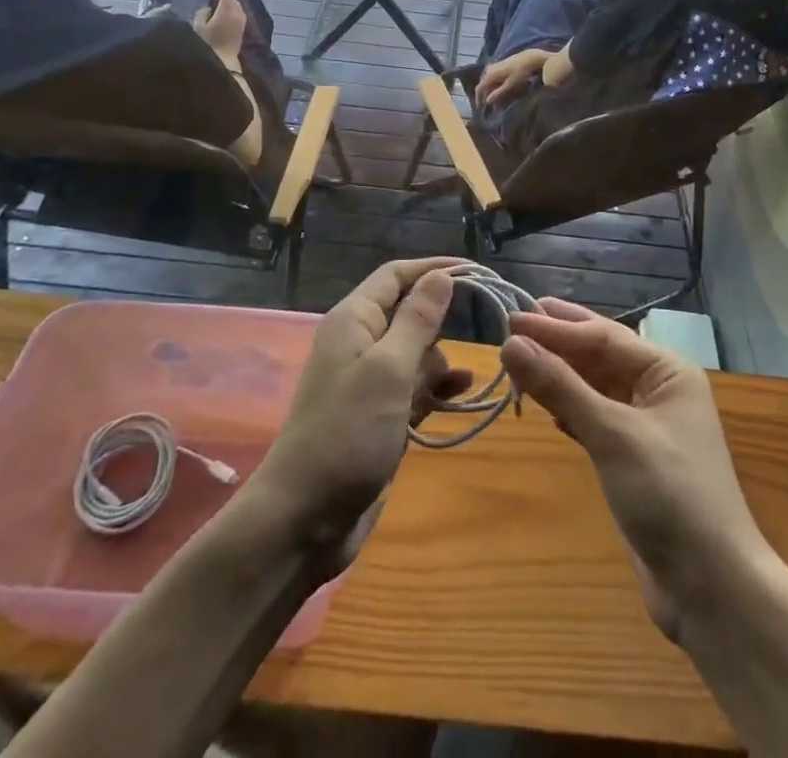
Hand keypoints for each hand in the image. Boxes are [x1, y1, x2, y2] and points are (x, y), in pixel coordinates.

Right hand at [193, 0, 247, 60]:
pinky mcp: (243, 28)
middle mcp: (238, 12)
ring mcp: (243, 20)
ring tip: (215, 12)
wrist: (223, 60)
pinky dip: (231, 14)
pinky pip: (238, 14)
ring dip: (228, 6)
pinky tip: (222, 21)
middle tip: (210, 3)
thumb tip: (208, 7)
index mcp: (227, 8)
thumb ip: (203, 11)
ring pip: (236, 6)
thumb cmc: (208, 42)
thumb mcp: (198, 25)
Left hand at [250, 258, 472, 570]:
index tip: (477, 272)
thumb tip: (441, 275)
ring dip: (441, 361)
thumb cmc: (347, 433)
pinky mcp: (380, 416)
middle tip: (483, 327)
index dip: (433, 268)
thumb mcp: (389, 369)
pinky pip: (416, 388)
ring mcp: (370, 382)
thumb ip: (417, 320)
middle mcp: (360, 343)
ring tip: (465, 379)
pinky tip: (464, 392)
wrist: (305, 520)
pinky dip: (438, 388)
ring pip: (417, 353)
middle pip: (409, 312)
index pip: (396, 275)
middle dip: (441, 320)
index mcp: (354, 320)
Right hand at [476, 48, 549, 108]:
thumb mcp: (510, 85)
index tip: (481, 108)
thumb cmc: (520, 73)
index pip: (479, 89)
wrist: (529, 58)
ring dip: (489, 90)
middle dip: (484, 95)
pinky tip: (499, 88)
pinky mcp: (499, 65)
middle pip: (483, 85)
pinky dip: (494, 84)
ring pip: (487, 81)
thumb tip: (487, 101)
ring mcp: (494, 66)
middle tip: (488, 105)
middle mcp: (489, 69)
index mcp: (489, 74)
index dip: (479, 99)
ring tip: (494, 98)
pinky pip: (492, 77)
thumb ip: (498, 93)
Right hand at [500, 300, 762, 641]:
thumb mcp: (612, 434)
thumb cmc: (669, 494)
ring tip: (521, 359)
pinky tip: (547, 408)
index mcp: (667, 372)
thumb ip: (561, 386)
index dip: (555, 327)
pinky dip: (570, 409)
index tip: (511, 318)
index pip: (603, 336)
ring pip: (596, 387)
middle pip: (601, 356)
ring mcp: (649, 427)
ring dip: (561, 375)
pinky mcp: (635, 460)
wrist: (713, 589)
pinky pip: (596, 418)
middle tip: (514, 323)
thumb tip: (510, 343)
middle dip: (559, 342)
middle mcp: (660, 390)